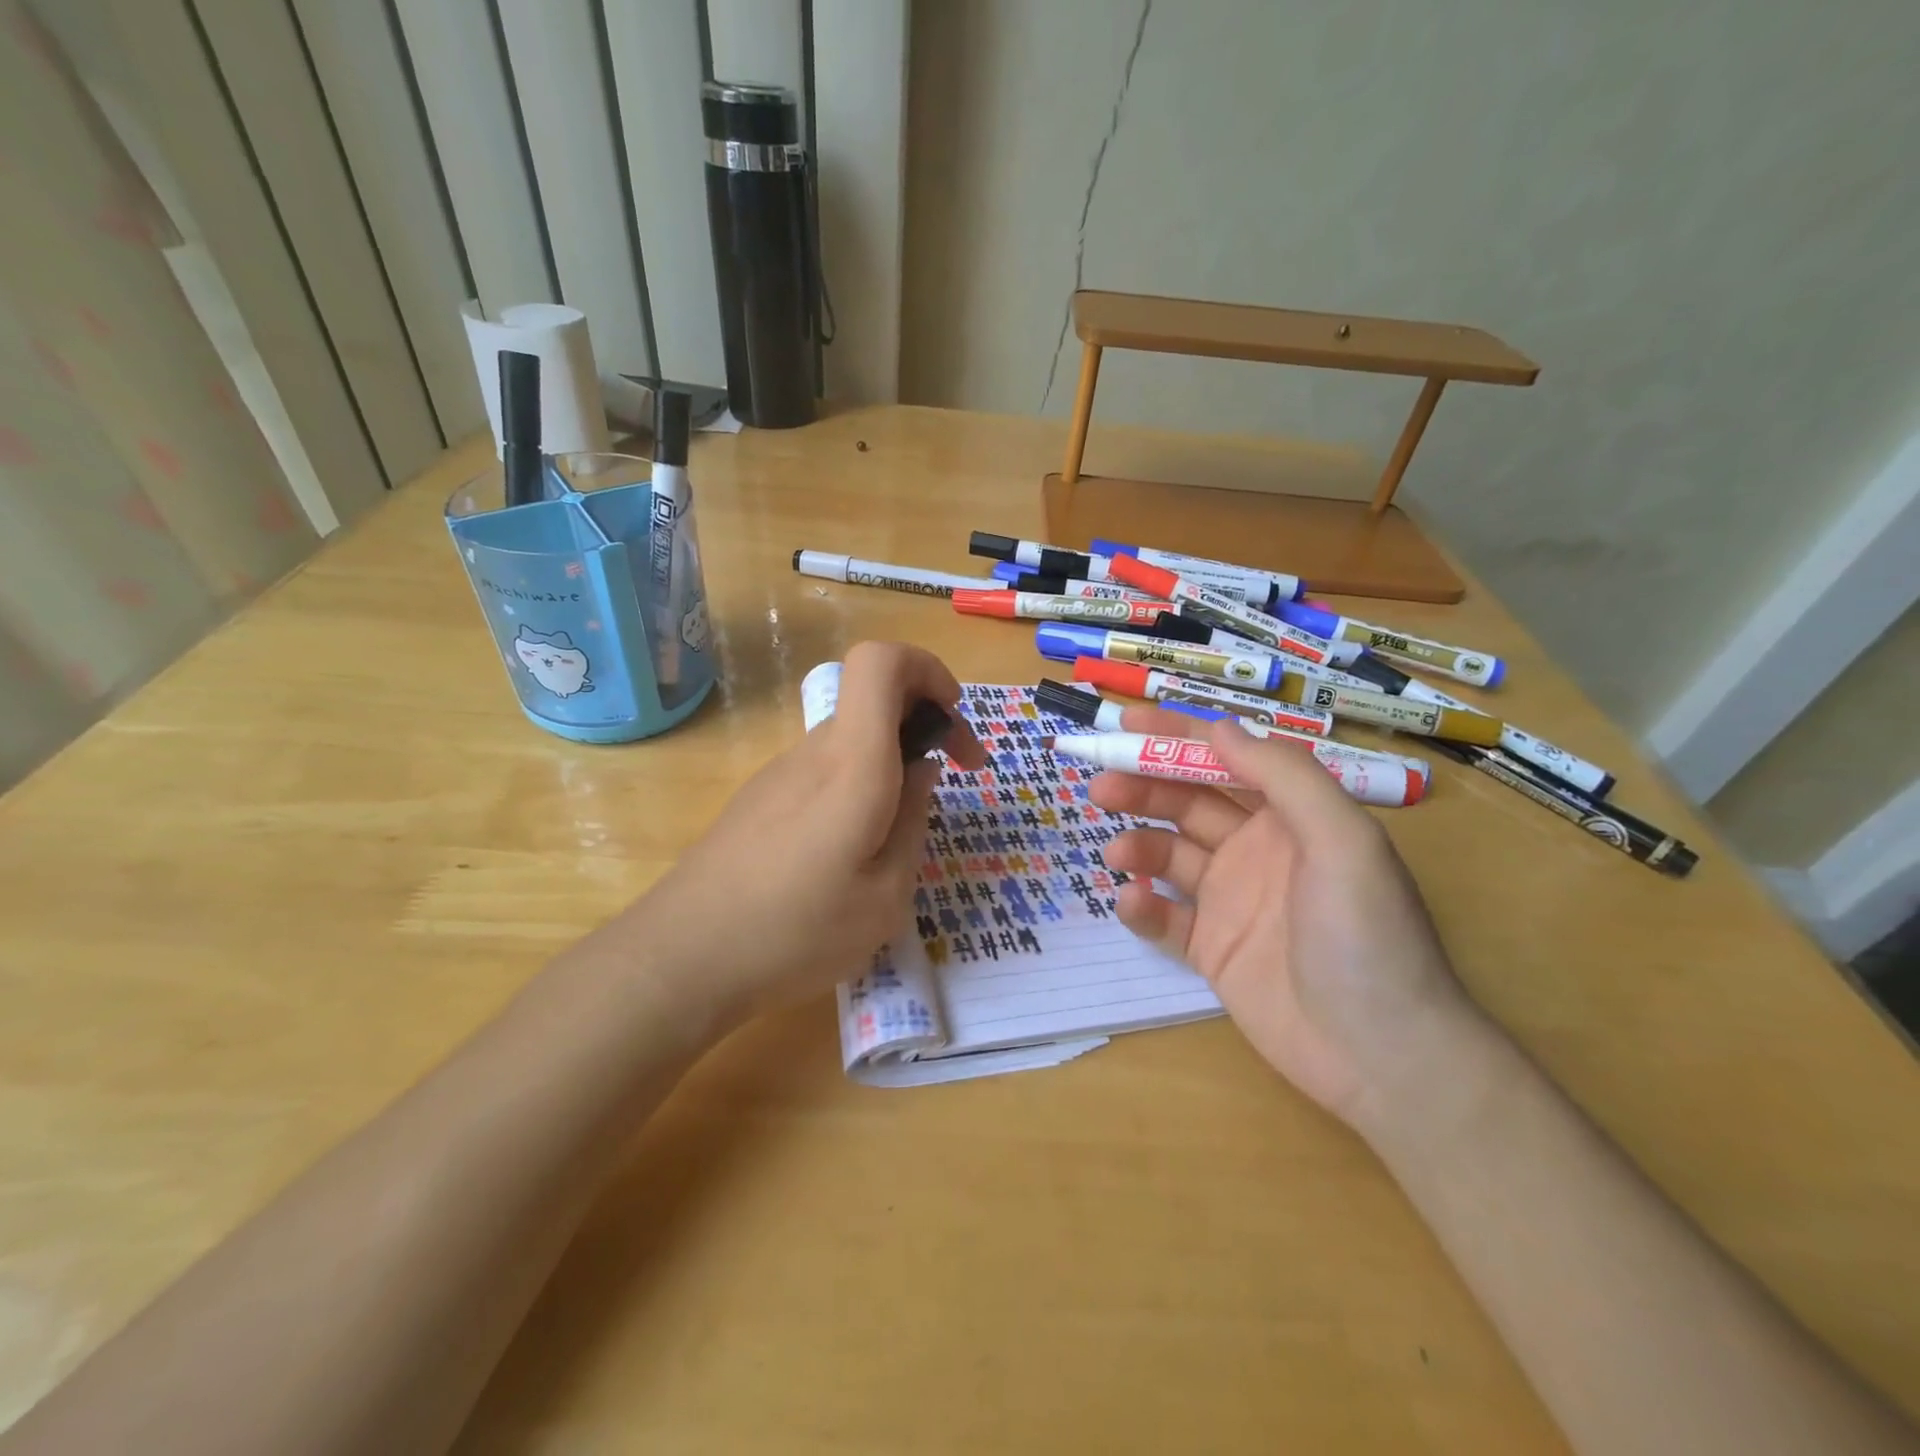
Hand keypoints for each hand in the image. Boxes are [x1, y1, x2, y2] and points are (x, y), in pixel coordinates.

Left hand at [622, 642, 983, 1021]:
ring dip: (892, 762)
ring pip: (852, 739)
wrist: (681, 958)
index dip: (926, 669)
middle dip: (925, 723)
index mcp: (852, 765)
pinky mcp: (760, 799)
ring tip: (901, 834)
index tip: (952, 716)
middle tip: (954, 777)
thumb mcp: (885, 897)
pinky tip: (850, 853)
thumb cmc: (794, 932)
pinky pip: (824, 771)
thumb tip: (920, 771)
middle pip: (874, 699)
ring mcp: (780, 774)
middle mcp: (814, 753)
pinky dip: (858, 786)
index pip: (881, 662)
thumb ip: (913, 822)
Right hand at [1091, 706, 1487, 1136]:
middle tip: (1101, 786)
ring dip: (1138, 844)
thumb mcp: (1343, 841)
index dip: (1178, 737)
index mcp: (1290, 818)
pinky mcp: (1212, 949)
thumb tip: (1218, 729)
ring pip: (1169, 855)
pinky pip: (1166, 917)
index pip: (1226, 761)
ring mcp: (1231, 900)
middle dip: (1144, 787)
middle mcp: (1256, 850)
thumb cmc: (1367, 935)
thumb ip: (1284, 777)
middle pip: (1188, 804)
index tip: (1126, 724)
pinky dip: (1143, 905)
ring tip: (1116, 851)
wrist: (1381, 1055)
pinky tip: (1134, 902)